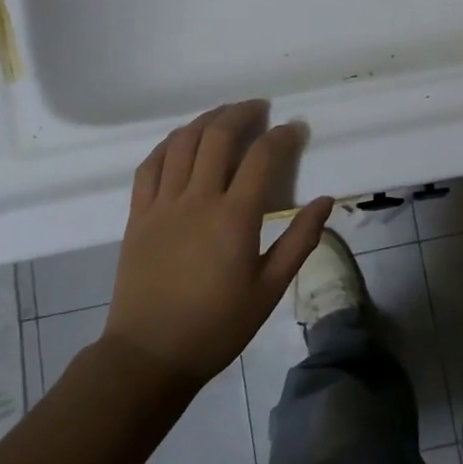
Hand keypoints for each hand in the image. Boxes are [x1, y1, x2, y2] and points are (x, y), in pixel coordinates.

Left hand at [104, 102, 332, 384]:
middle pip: (217, 137)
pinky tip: (181, 140)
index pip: (261, 157)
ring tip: (225, 115)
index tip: (296, 129)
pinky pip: (150, 166)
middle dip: (242, 114)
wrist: (150, 354)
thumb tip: (324, 201)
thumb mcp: (269, 289)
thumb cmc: (217, 326)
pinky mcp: (138, 215)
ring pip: (181, 143)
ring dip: (206, 121)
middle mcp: (196, 200)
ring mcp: (161, 205)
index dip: (282, 136)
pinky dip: (168, 144)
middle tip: (260, 108)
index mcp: (233, 218)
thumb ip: (299, 241)